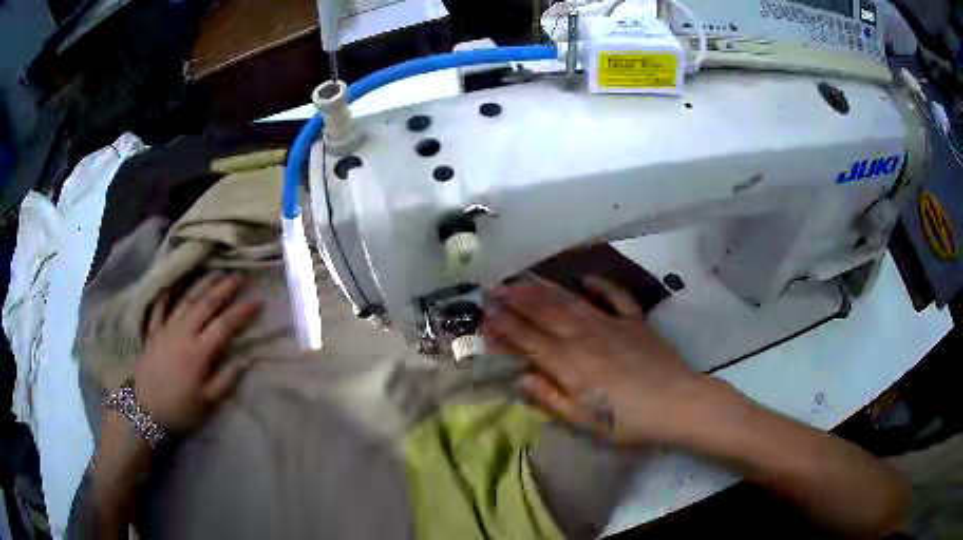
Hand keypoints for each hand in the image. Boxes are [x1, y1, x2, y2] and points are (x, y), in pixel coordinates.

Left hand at [133, 272, 261, 432]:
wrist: (145, 410)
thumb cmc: (179, 409)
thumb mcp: (207, 403)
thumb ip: (226, 380)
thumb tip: (245, 360)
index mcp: (199, 352)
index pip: (225, 325)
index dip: (242, 311)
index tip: (258, 300)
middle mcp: (183, 333)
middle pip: (206, 304)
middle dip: (224, 288)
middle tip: (240, 275)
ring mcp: (166, 329)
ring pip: (186, 299)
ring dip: (202, 283)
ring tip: (216, 270)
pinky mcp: (153, 331)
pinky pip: (160, 306)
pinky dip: (168, 292)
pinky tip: (175, 281)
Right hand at [484, 276, 717, 445]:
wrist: (676, 402)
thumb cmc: (626, 420)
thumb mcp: (582, 419)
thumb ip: (549, 396)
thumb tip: (520, 378)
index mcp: (568, 363)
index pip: (527, 340)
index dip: (505, 327)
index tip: (485, 315)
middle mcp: (583, 336)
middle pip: (544, 313)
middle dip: (516, 300)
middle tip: (494, 288)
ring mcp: (610, 323)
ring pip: (570, 301)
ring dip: (543, 289)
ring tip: (523, 279)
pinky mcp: (634, 320)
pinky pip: (614, 297)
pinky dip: (599, 285)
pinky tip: (585, 279)